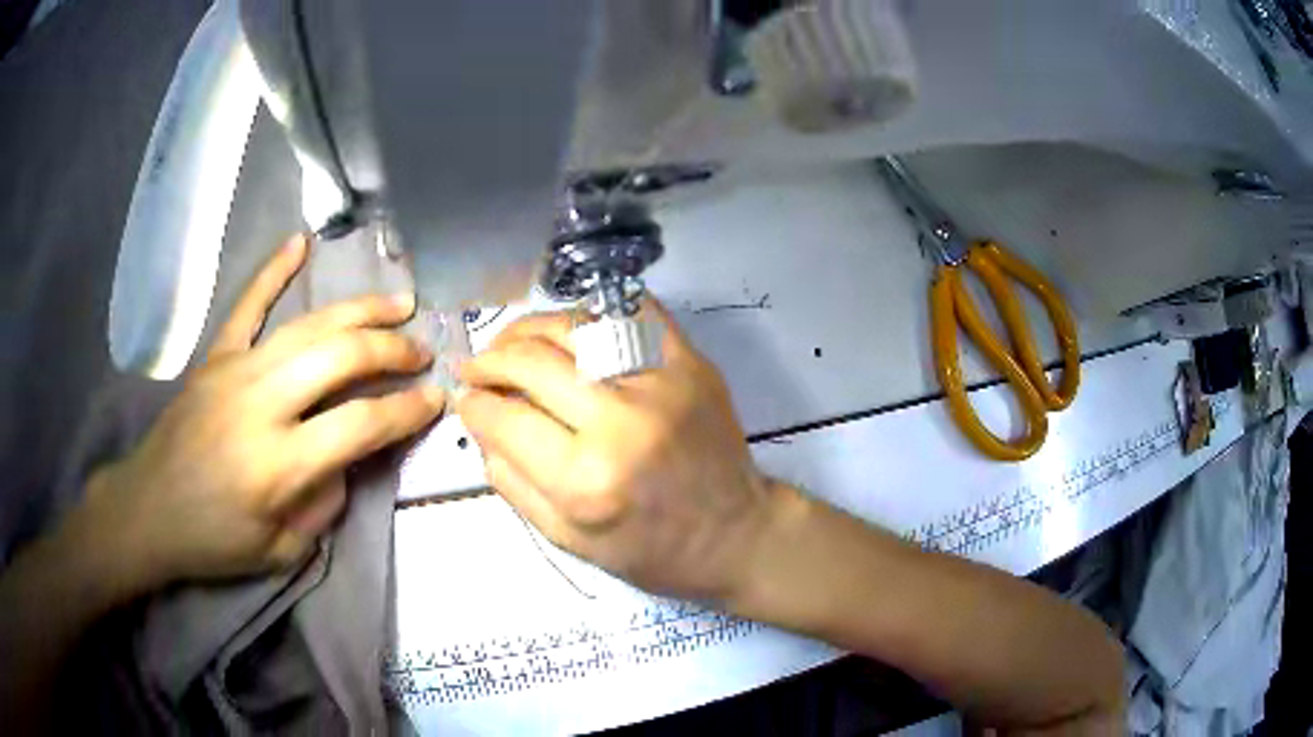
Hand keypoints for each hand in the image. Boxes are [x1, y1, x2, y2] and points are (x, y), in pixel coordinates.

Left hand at [72, 234, 445, 595]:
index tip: (436, 399)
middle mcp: (262, 404)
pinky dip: (274, 271)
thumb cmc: (213, 542)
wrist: (147, 510)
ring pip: (308, 325)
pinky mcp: (215, 357)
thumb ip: (323, 504)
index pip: (361, 424)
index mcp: (280, 463)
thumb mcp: (281, 550)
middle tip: (421, 352)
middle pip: (340, 357)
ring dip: (359, 310)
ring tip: (397, 303)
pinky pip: (248, 305)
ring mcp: (235, 371)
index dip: (407, 410)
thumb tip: (346, 459)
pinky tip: (300, 242)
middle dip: (391, 350)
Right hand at [456, 302, 787, 604]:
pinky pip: (632, 310)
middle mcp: (620, 420)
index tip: (464, 398)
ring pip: (573, 325)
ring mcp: (661, 381)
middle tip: (475, 366)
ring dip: (529, 328)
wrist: (735, 534)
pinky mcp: (690, 361)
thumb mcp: (568, 541)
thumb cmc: (651, 551)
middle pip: (531, 361)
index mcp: (585, 479)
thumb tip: (480, 424)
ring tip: (512, 343)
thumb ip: (512, 483)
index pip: (504, 419)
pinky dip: (593, 309)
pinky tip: (571, 326)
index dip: (473, 404)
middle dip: (489, 360)